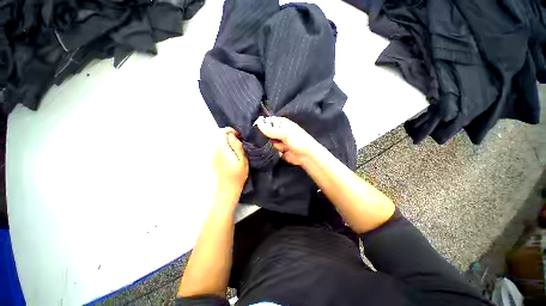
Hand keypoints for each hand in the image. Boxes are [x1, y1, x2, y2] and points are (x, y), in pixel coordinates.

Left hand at [213, 127, 248, 202]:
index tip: (238, 136)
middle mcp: (212, 150)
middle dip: (227, 135)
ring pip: (214, 140)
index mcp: (221, 149)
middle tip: (236, 141)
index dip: (231, 131)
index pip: (222, 132)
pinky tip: (226, 152)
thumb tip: (233, 135)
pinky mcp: (209, 158)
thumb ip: (237, 146)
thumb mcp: (242, 161)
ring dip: (223, 140)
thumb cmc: (237, 176)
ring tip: (232, 146)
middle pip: (217, 135)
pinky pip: (213, 146)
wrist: (225, 190)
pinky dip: (220, 145)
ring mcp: (209, 154)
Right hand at [255, 116, 317, 165]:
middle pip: (265, 132)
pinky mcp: (277, 149)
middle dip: (265, 136)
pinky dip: (273, 150)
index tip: (255, 128)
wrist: (306, 156)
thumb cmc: (298, 140)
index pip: (267, 121)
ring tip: (281, 146)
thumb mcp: (285, 134)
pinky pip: (270, 148)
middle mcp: (278, 131)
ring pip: (267, 141)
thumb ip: (271, 130)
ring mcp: (277, 140)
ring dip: (272, 144)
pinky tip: (279, 151)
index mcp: (281, 123)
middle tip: (269, 139)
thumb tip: (258, 124)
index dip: (261, 124)